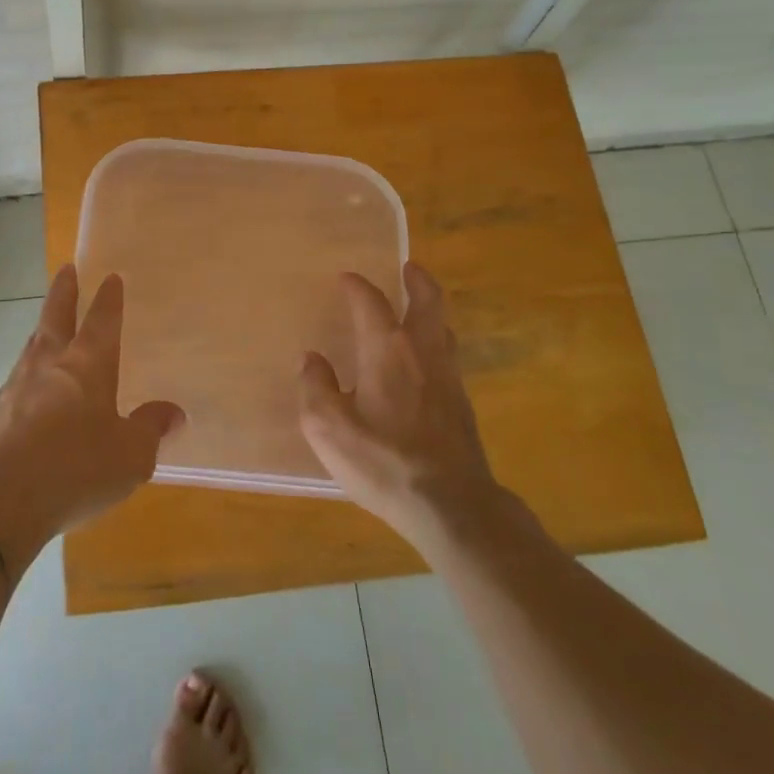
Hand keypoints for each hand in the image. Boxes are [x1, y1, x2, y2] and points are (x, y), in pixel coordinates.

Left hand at [0, 265, 184, 550]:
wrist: (3, 498)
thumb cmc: (77, 467)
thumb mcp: (131, 454)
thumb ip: (151, 428)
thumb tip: (173, 412)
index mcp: (88, 364)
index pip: (101, 320)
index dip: (108, 298)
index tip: (111, 277)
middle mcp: (51, 363)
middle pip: (56, 315)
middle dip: (64, 290)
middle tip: (66, 269)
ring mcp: (19, 384)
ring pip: (33, 343)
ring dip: (43, 328)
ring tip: (48, 325)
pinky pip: (19, 377)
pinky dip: (29, 369)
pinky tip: (31, 385)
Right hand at [298, 262, 498, 547]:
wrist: (452, 506)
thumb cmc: (383, 461)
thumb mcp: (328, 428)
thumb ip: (315, 388)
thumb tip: (312, 360)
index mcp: (386, 350)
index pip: (371, 302)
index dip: (357, 286)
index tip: (346, 278)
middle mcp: (422, 353)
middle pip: (428, 302)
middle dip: (417, 280)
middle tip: (409, 268)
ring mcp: (449, 378)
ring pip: (443, 329)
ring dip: (430, 311)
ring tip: (417, 310)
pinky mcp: (462, 406)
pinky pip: (448, 357)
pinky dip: (436, 343)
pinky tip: (424, 364)